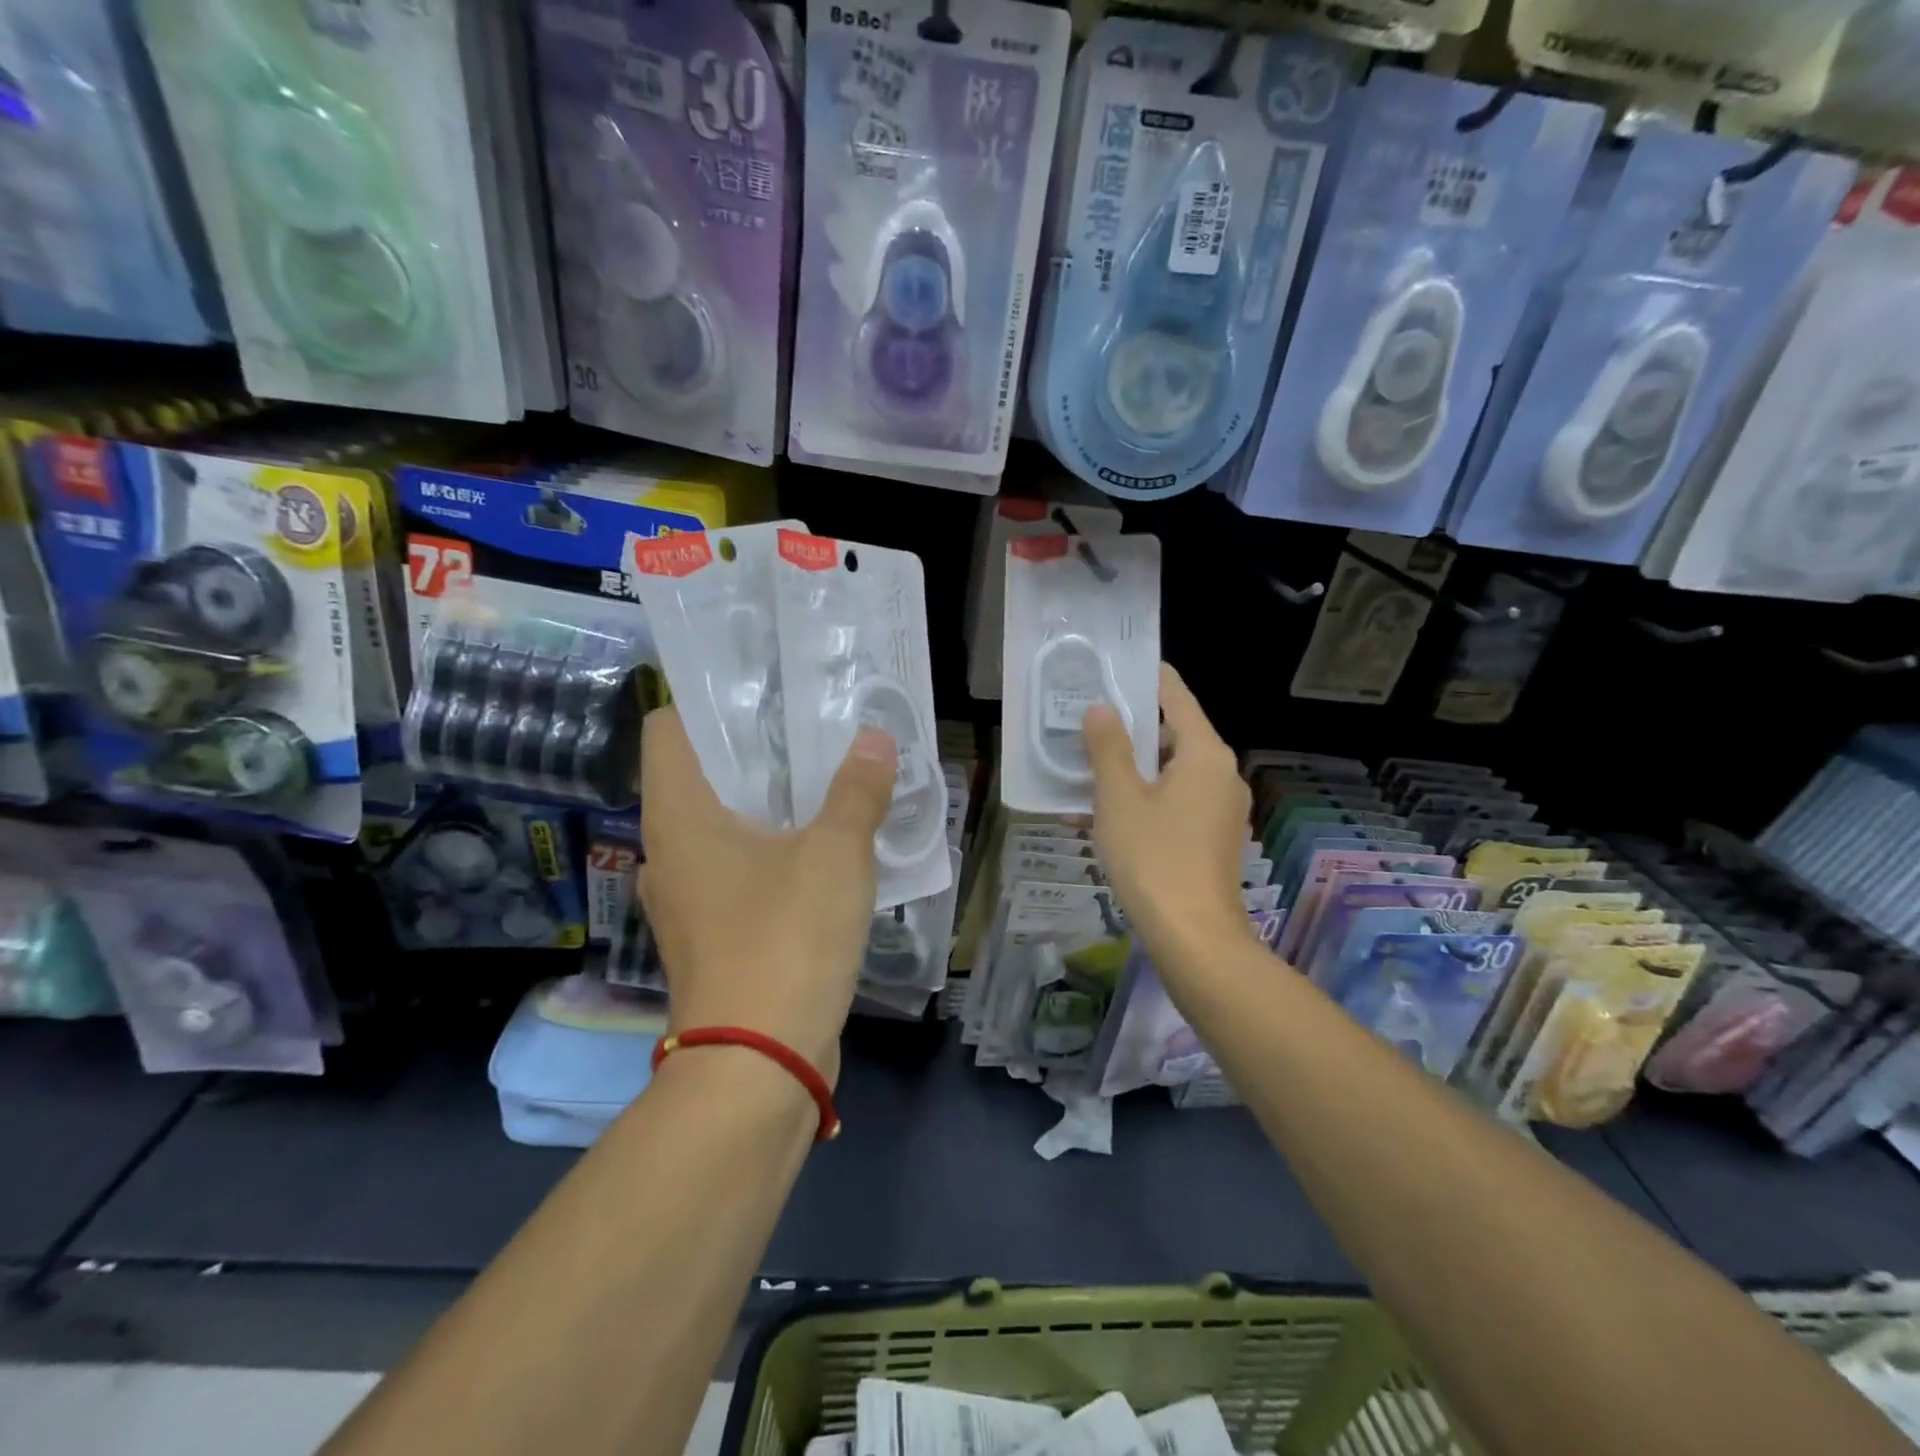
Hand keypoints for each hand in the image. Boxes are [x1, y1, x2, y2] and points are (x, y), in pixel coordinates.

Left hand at [637, 708, 897, 1079]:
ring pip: (721, 826)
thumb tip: (876, 739)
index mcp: (680, 817)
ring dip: (766, 802)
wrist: (759, 1064)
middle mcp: (668, 851)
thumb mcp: (835, 855)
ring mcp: (686, 898)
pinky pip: (737, 869)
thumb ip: (858, 791)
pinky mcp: (712, 933)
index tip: (765, 691)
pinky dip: (770, 849)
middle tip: (811, 727)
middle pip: (700, 776)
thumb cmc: (784, 941)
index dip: (709, 702)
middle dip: (754, 749)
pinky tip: (819, 847)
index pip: (668, 729)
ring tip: (822, 779)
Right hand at [1082, 664, 1254, 973]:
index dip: (1146, 678)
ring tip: (1085, 770)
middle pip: (1174, 735)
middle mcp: (1223, 773)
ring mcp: (1222, 808)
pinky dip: (1145, 799)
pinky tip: (1104, 814)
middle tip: (1087, 722)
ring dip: (1131, 769)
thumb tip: (1100, 708)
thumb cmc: (1153, 857)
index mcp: (1206, 754)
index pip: (1176, 696)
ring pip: (1171, 772)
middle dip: (1130, 730)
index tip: (1115, 665)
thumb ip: (1108, 747)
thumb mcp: (1119, 797)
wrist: (1194, 937)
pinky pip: (1176, 802)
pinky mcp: (1214, 838)